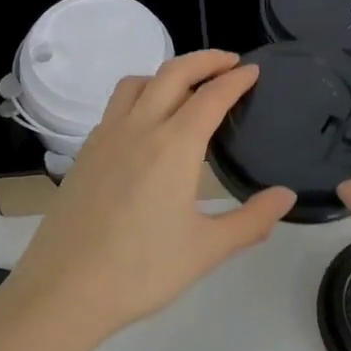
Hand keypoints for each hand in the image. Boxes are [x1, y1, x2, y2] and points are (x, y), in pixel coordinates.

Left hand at [0, 50, 295, 350]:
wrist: (64, 289)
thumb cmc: (141, 270)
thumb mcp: (206, 250)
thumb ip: (251, 220)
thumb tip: (286, 196)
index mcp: (173, 145)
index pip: (211, 96)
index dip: (236, 80)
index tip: (254, 70)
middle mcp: (138, 128)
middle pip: (173, 73)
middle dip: (204, 60)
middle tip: (229, 62)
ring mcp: (106, 137)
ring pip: (137, 83)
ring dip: (166, 73)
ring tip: (186, 87)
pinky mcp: (85, 152)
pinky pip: (116, 107)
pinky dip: (139, 97)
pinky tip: (146, 125)